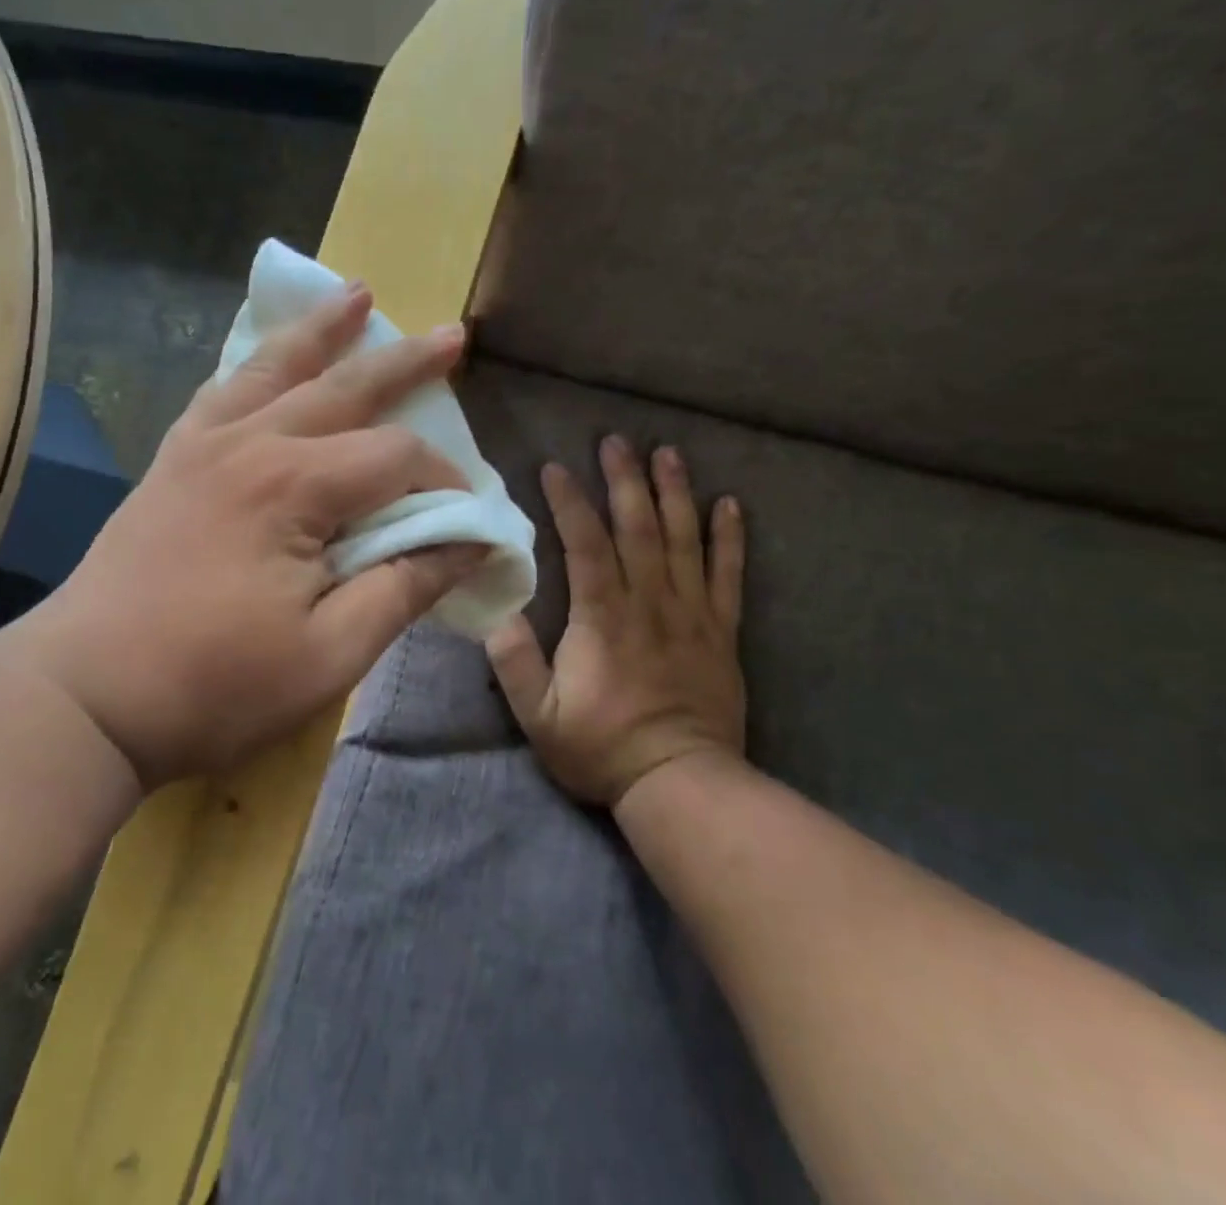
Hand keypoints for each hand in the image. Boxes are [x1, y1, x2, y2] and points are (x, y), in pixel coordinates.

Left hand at [21, 283, 485, 789]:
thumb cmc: (213, 685)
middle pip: (343, 389)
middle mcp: (249, 444)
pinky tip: (266, 355)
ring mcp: (201, 446)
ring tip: (357, 294)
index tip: (465, 520)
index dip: (443, 483)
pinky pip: (220, 392)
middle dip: (404, 365)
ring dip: (322, 332)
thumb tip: (471, 544)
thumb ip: (404, 589)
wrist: (84, 696)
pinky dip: (253, 365)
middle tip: (452, 336)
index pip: (395, 458)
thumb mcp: (329, 654)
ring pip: (274, 369)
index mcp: (293, 487)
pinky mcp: (170, 462)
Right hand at [486, 437, 746, 806]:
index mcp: (602, 617)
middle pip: (638, 528)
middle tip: (616, 441)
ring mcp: (691, 614)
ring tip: (668, 454)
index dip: (570, 503)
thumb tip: (496, 611)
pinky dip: (729, 539)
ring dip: (674, 493)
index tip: (555, 468)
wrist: (681, 784)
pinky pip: (729, 576)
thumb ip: (515, 662)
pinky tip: (730, 505)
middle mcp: (649, 602)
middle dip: (624, 480)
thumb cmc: (601, 748)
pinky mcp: (720, 632)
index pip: (586, 544)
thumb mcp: (538, 716)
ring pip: (683, 541)